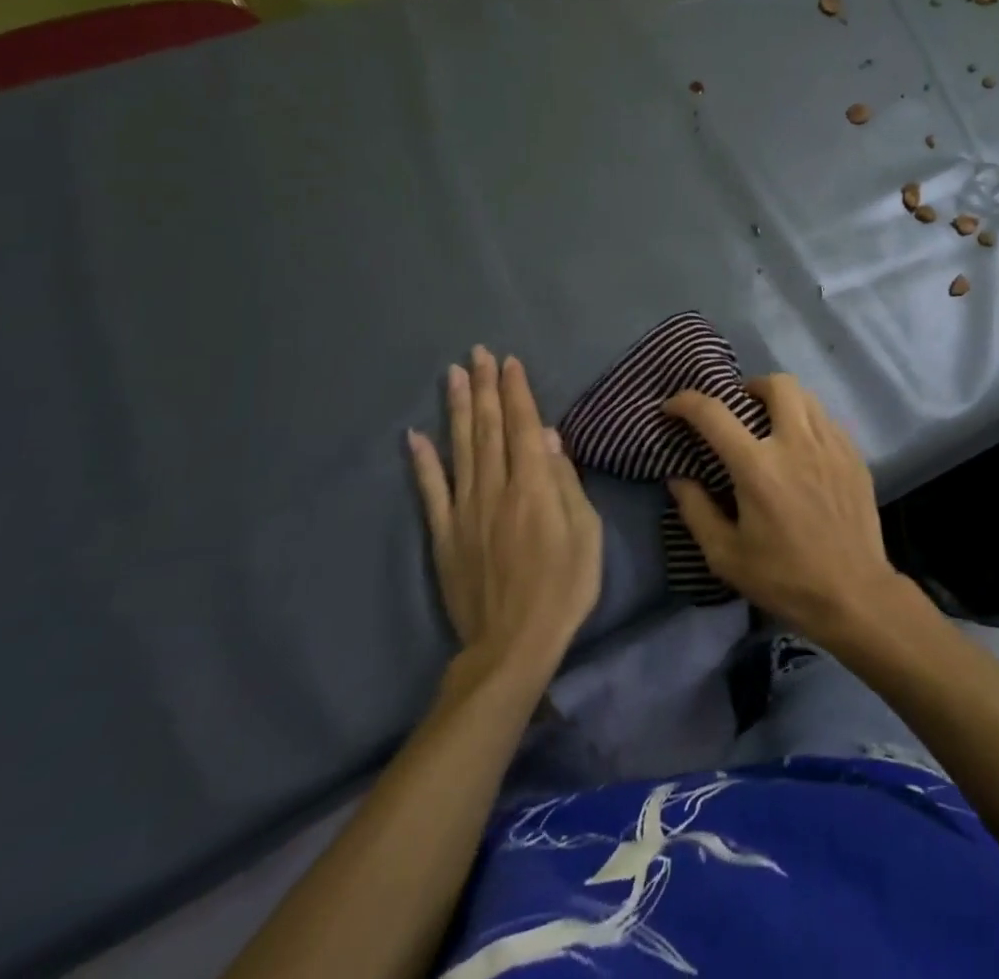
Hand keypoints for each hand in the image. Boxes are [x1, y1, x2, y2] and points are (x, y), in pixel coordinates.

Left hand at [407, 348, 602, 669]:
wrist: (512, 645)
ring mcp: (465, 510)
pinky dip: (422, 462)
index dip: (516, 392)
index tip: (509, 362)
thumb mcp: (585, 533)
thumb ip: (564, 481)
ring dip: (456, 409)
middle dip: (484, 388)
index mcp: (533, 487)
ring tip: (453, 375)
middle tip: (478, 354)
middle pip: (488, 429)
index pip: (521, 426)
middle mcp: (495, 489)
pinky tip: (414, 436)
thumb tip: (547, 436)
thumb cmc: (563, 587)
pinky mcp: (445, 534)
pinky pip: (430, 491)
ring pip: (459, 448)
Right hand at [664, 374, 909, 645]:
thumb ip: (696, 510)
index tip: (672, 407)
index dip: (686, 402)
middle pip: (776, 384)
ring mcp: (831, 445)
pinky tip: (804, 450)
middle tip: (741, 408)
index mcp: (758, 466)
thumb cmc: (784, 578)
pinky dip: (809, 422)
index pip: (713, 414)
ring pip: (807, 396)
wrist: (853, 594)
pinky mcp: (854, 455)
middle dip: (752, 386)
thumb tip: (679, 478)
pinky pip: (828, 420)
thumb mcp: (725, 555)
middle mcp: (796, 442)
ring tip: (773, 425)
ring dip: (783, 401)